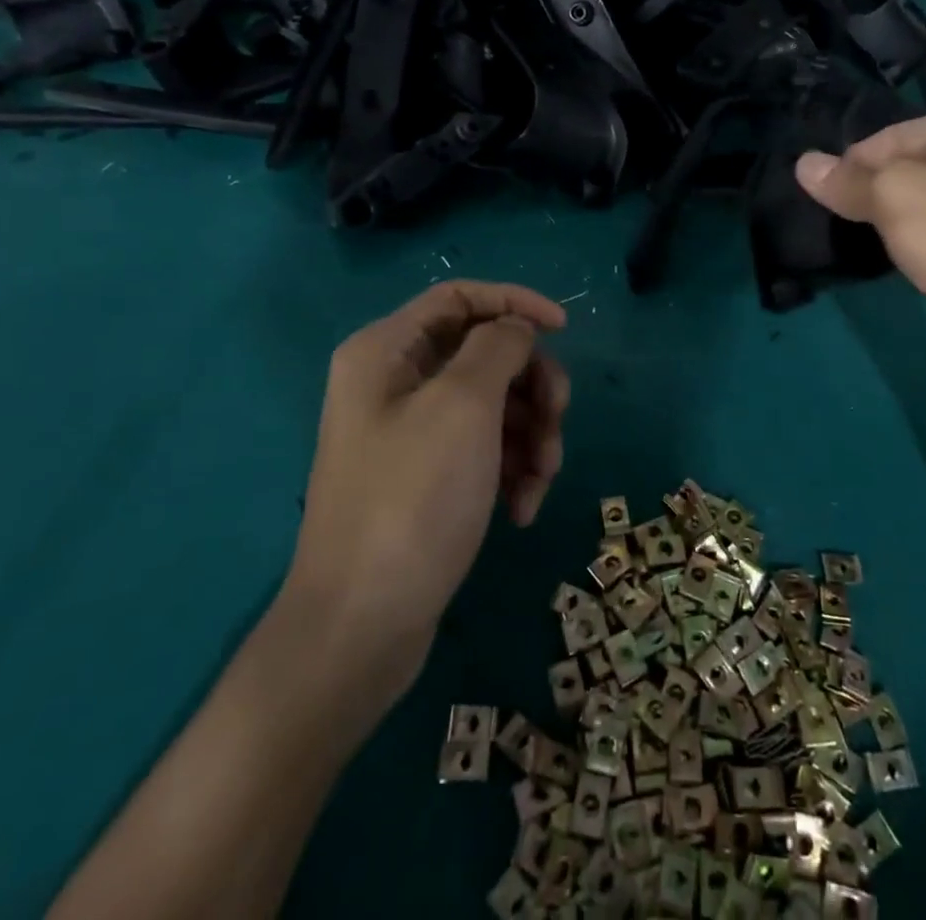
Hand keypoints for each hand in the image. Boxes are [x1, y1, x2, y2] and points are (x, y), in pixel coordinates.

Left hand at [286, 281, 570, 687]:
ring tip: (541, 479)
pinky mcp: (426, 477)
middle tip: (557, 421)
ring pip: (493, 403)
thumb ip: (498, 347)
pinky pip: (483, 448)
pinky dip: (511, 469)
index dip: (514, 303)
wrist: (361, 627)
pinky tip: (522, 508)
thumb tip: (517, 328)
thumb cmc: (413, 500)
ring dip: (530, 435)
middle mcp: (394, 382)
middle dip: (531, 385)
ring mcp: (410, 433)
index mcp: (386, 351)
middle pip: (484, 353)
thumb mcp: (464, 407)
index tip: (564, 329)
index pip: (460, 297)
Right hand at [796, 105, 925, 373]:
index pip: (897, 134)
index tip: (827, 198)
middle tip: (853, 224)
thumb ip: (847, 180)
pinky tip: (923, 264)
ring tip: (884, 247)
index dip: (855, 165)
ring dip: (907, 221)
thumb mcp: (894, 198)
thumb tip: (804, 165)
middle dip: (881, 194)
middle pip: (919, 166)